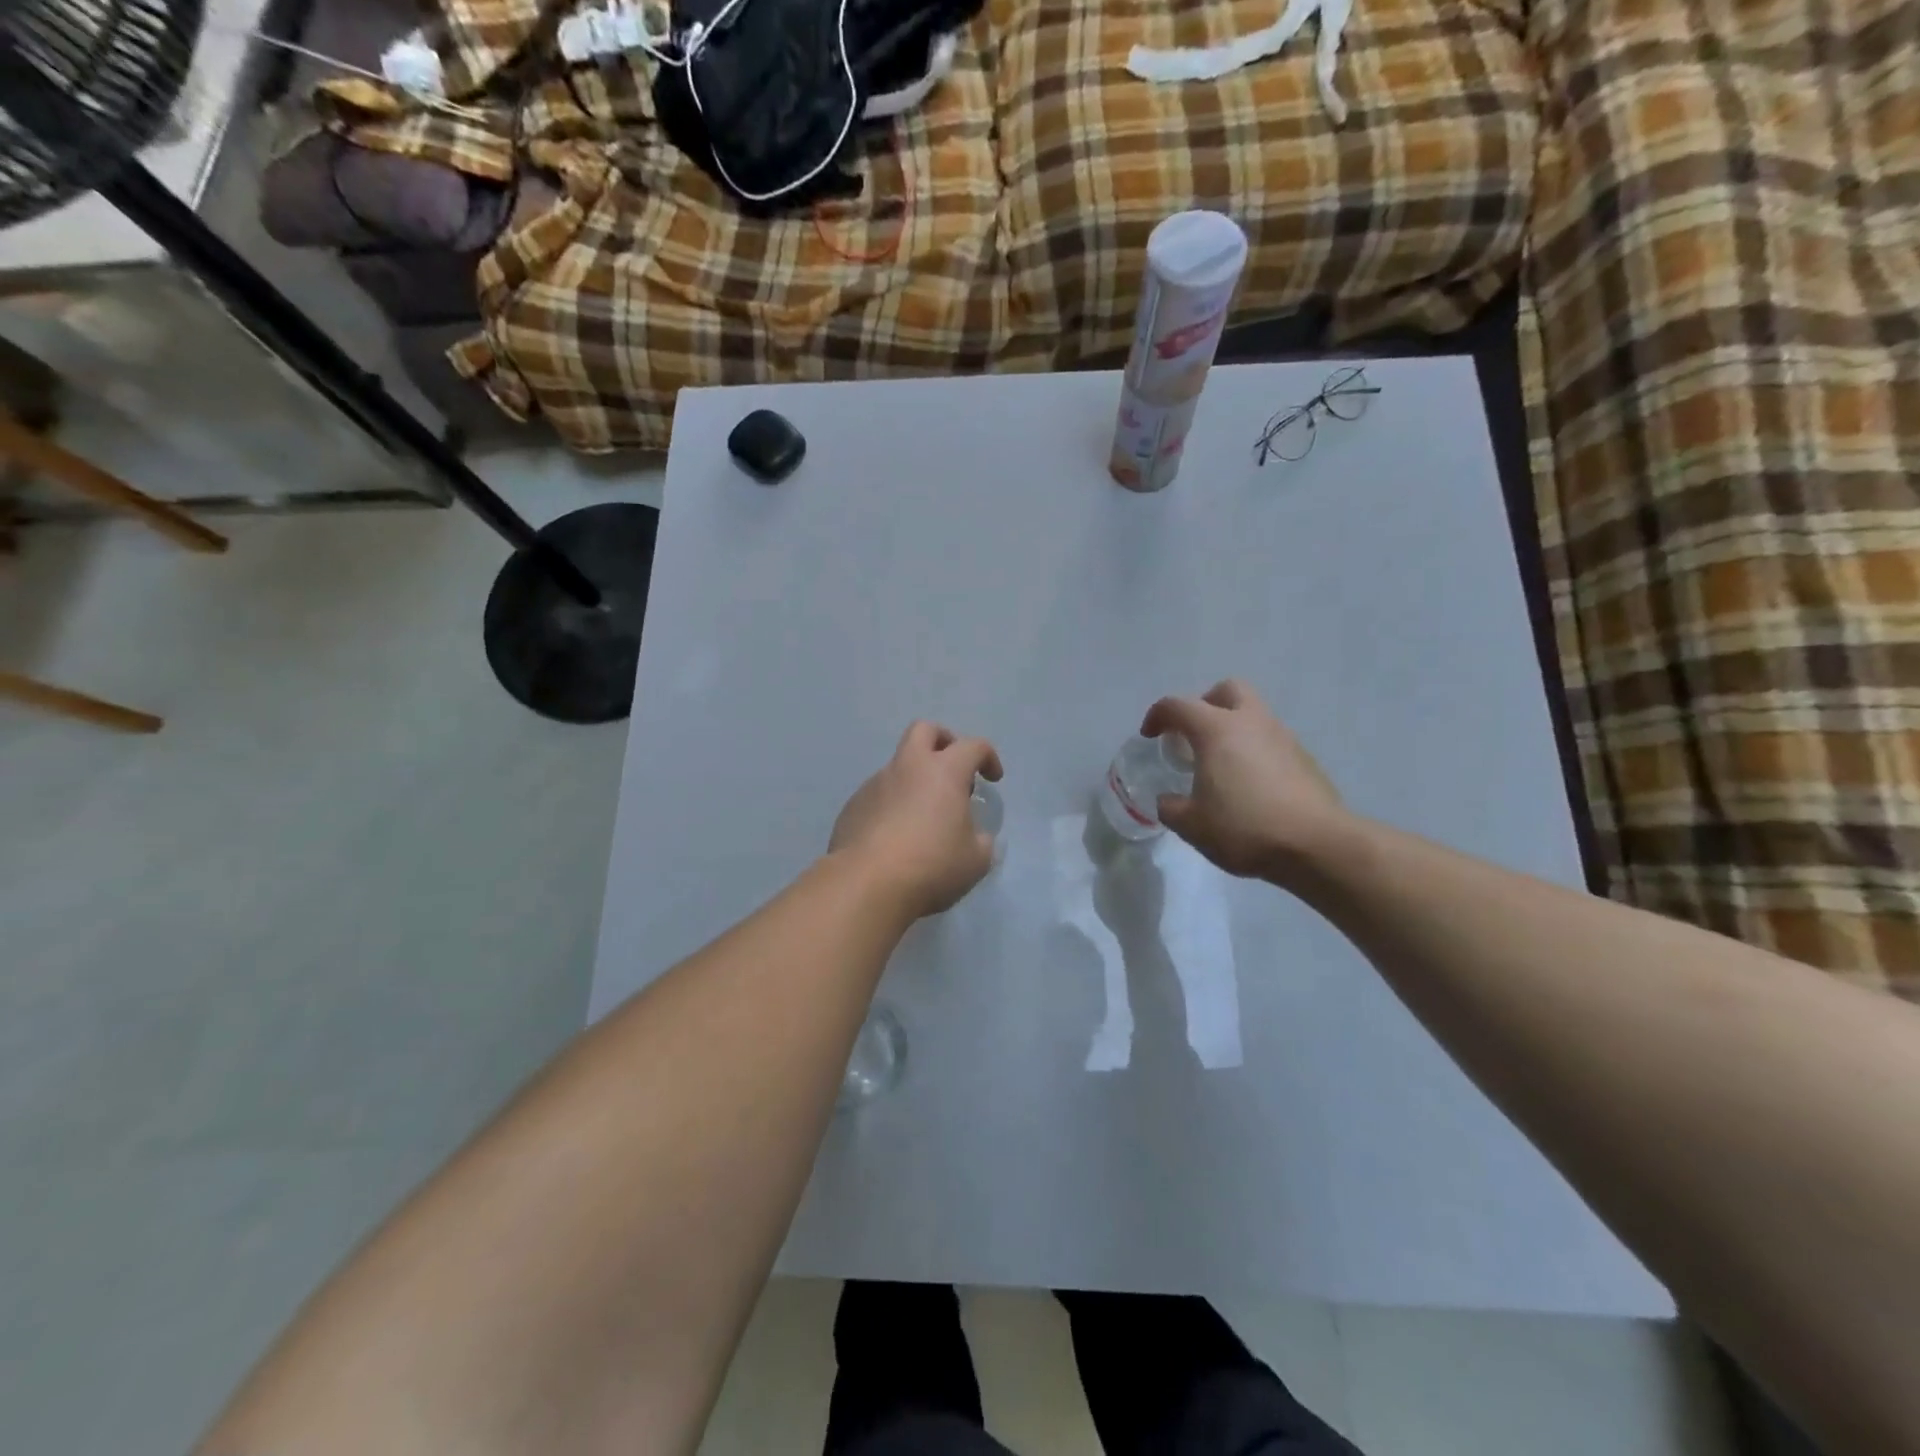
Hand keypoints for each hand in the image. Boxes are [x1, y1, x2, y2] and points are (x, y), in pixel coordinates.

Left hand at [830, 721, 1003, 917]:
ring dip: (915, 779)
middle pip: (924, 731)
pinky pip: (878, 794)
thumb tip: (976, 836)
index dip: (988, 757)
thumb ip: (981, 841)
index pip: (973, 746)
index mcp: (944, 771)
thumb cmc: (931, 865)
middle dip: (943, 741)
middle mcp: (907, 767)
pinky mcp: (853, 806)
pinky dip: (893, 804)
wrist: (866, 884)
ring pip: (898, 765)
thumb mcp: (976, 860)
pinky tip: (896, 836)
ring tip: (924, 817)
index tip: (993, 780)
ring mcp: (875, 784)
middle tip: (953, 770)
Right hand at [1140, 679, 1347, 882]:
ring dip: (1232, 729)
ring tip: (1220, 765)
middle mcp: (1250, 722)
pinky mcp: (1304, 758)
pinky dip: (1254, 751)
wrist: (1316, 844)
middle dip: (1205, 705)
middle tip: (1193, 735)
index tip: (1150, 737)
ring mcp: (1282, 737)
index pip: (1177, 706)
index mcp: (1216, 730)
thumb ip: (1171, 807)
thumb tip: (1169, 801)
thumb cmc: (1244, 828)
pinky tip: (1249, 784)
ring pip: (1253, 714)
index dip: (1157, 716)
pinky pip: (1270, 741)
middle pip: (1226, 690)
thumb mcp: (1191, 825)